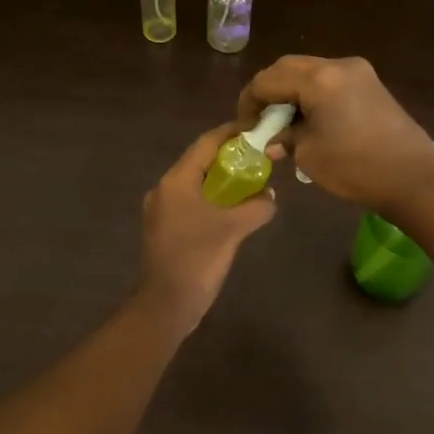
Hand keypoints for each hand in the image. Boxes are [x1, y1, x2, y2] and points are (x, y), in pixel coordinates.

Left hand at [136, 123, 276, 335]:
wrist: (167, 304)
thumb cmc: (198, 258)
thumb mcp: (234, 228)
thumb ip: (257, 205)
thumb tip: (270, 196)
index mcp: (176, 181)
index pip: (206, 143)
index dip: (232, 133)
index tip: (258, 130)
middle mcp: (165, 189)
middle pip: (201, 162)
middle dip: (231, 158)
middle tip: (261, 158)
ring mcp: (163, 211)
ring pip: (198, 185)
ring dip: (224, 182)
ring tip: (253, 183)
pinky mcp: (166, 230)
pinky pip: (193, 204)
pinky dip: (214, 201)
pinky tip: (235, 212)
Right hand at [237, 56, 433, 213]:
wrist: (413, 178)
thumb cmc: (355, 168)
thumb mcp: (308, 154)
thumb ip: (285, 138)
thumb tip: (273, 138)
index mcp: (319, 79)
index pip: (268, 79)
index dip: (249, 101)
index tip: (244, 126)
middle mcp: (338, 65)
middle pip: (288, 68)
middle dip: (269, 92)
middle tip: (260, 121)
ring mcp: (359, 72)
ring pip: (310, 72)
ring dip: (291, 93)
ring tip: (285, 124)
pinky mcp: (371, 84)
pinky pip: (330, 81)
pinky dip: (312, 95)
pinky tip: (310, 121)